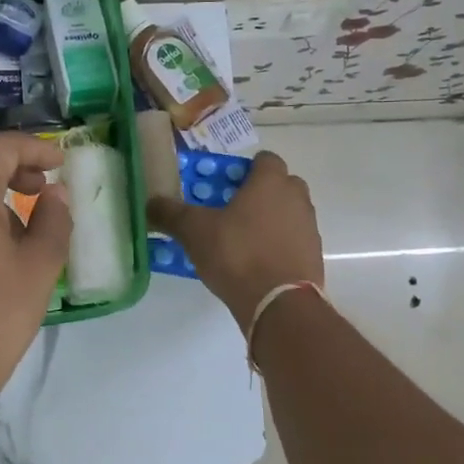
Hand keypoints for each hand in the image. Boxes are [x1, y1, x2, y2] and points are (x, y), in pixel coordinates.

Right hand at [146, 151, 323, 324]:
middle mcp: (296, 198)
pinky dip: (278, 246)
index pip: (264, 159)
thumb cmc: (237, 254)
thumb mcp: (194, 231)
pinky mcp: (313, 256)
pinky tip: (256, 264)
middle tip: (231, 212)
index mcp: (270, 182)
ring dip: (269, 220)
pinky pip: (293, 241)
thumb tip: (150, 202)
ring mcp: (309, 228)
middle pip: (280, 185)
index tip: (224, 186)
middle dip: (258, 194)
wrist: (279, 303)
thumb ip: (171, 213)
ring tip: (241, 241)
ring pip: (288, 213)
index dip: (244, 169)